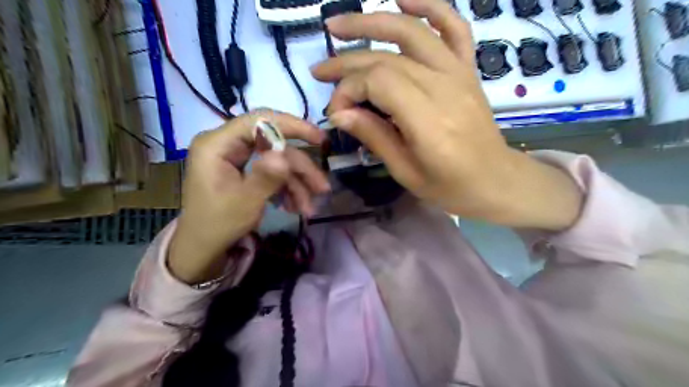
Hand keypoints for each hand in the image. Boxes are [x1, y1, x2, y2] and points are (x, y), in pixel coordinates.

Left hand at [167, 111, 326, 284]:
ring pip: (279, 160)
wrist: (204, 247)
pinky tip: (296, 207)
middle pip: (275, 144)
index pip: (259, 121)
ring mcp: (237, 157)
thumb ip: (266, 177)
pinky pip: (273, 172)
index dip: (293, 125)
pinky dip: (287, 188)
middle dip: (300, 168)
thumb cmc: (218, 224)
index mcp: (218, 144)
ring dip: (297, 183)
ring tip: (310, 208)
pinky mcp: (246, 169)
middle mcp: (228, 144)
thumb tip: (284, 156)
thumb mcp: (245, 202)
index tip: (319, 138)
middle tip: (323, 187)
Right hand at [313, 0, 578, 229]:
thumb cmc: (450, 186)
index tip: (336, 112)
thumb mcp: (406, 172)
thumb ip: (374, 136)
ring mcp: (459, 73)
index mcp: (428, 120)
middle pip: (387, 58)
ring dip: (372, 22)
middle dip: (347, 62)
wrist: (495, 180)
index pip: (377, 82)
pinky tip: (402, 0)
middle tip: (319, 70)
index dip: (348, 90)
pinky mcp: (468, 69)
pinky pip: (453, 27)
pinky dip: (429, 7)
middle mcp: (444, 87)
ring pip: (412, 32)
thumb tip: (340, 113)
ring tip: (338, 25)